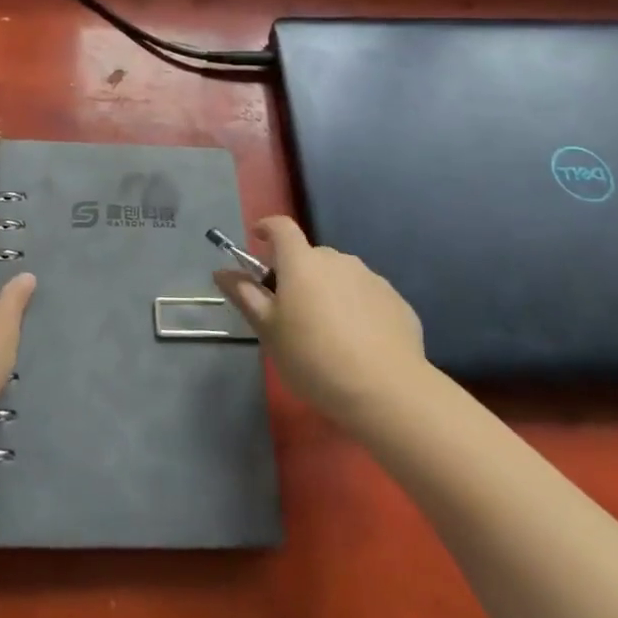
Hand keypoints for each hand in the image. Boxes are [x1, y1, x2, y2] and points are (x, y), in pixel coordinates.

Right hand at [215, 215, 424, 428]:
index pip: (281, 226)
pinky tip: (358, 343)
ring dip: (329, 291)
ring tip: (328, 332)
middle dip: (298, 274)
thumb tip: (221, 272)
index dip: (267, 228)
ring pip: (340, 276)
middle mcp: (337, 260)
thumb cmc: (314, 358)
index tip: (258, 240)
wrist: (386, 391)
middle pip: (310, 257)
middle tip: (291, 310)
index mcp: (302, 262)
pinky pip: (367, 296)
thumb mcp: (269, 331)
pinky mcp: (396, 301)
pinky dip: (357, 309)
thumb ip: (245, 296)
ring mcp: (371, 278)